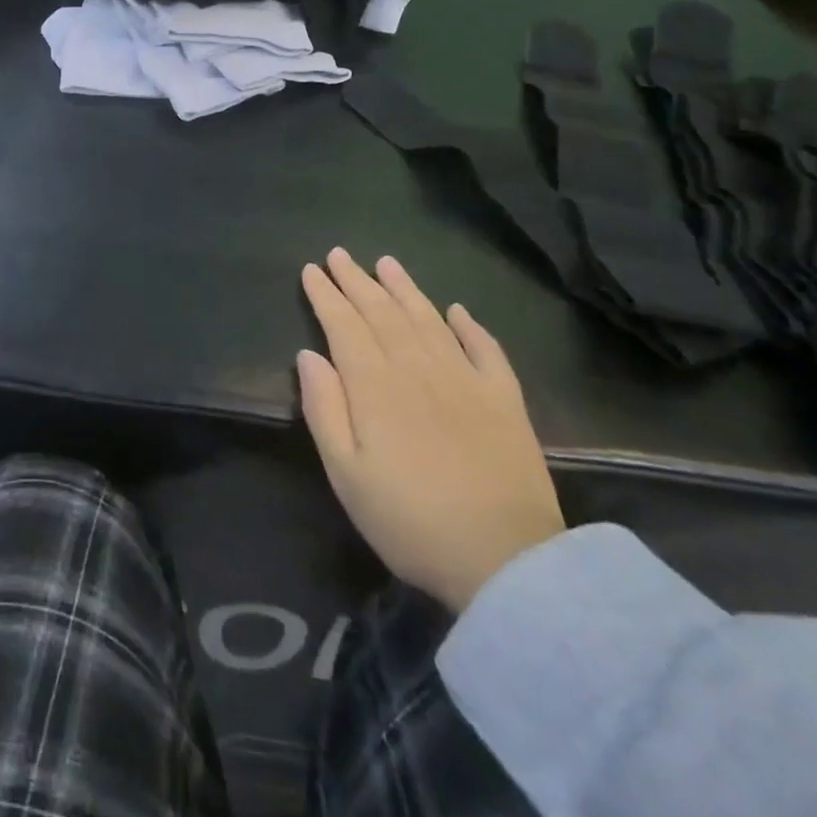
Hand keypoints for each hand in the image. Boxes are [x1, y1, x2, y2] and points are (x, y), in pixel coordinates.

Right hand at [297, 248, 563, 610]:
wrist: (507, 562)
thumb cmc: (410, 521)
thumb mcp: (346, 474)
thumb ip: (324, 409)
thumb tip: (308, 355)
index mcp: (376, 386)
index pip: (344, 326)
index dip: (326, 296)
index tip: (312, 270)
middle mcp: (419, 368)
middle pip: (383, 313)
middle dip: (358, 281)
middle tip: (340, 254)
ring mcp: (466, 380)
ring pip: (428, 320)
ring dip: (405, 289)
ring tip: (387, 263)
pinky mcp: (505, 400)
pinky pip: (485, 349)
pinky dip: (470, 325)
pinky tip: (457, 310)